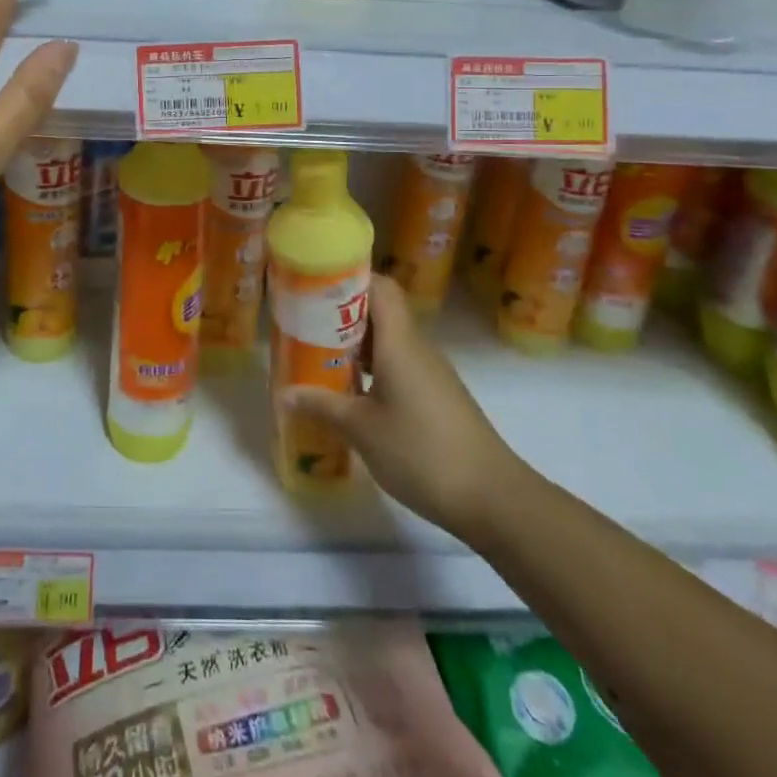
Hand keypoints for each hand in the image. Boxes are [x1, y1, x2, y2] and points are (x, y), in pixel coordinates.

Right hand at [282, 276, 526, 539]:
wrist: (493, 498)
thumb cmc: (421, 452)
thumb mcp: (362, 430)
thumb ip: (322, 405)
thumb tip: (284, 393)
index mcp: (400, 342)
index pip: (380, 287)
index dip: (349, 277)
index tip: (315, 284)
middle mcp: (417, 348)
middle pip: (381, 311)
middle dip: (342, 313)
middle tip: (305, 323)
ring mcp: (431, 373)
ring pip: (389, 341)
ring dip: (356, 344)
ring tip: (319, 356)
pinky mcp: (437, 396)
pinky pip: (399, 365)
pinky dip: (373, 368)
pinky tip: (351, 392)